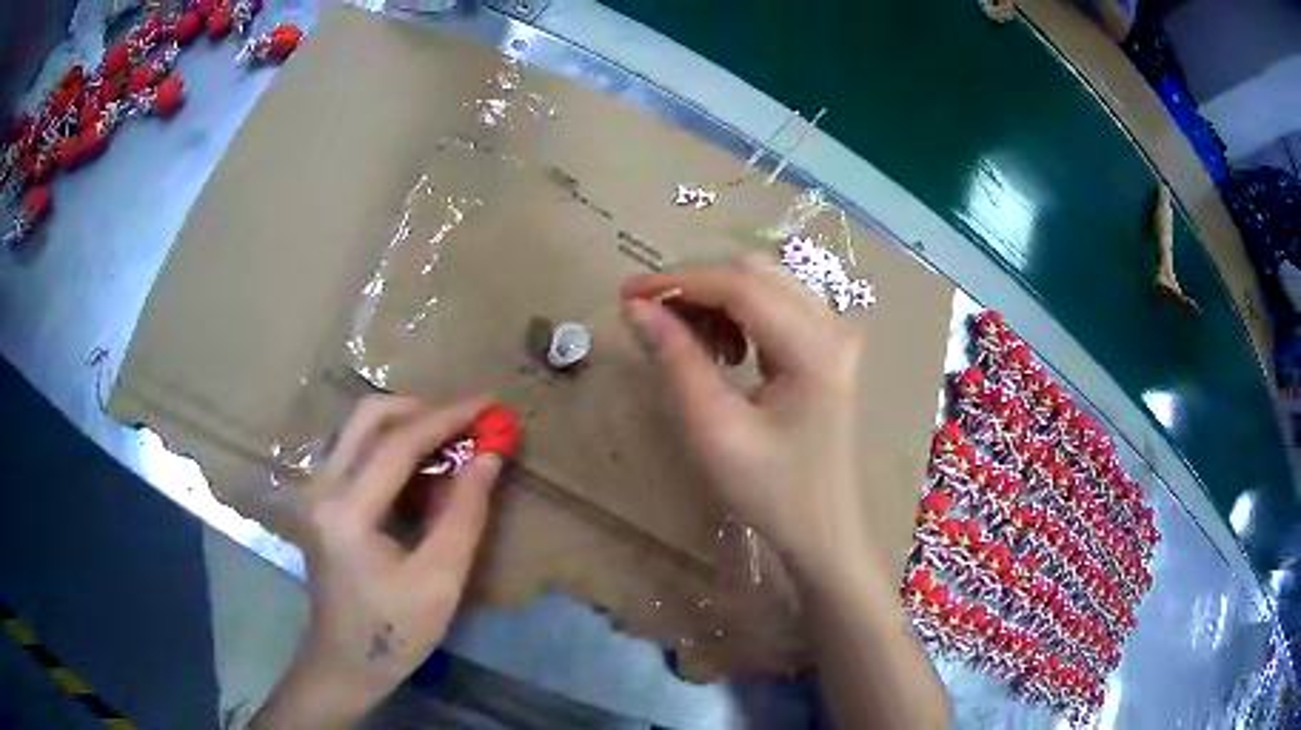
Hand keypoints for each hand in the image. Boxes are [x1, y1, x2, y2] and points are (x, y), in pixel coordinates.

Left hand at [252, 395, 503, 728]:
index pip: (398, 444)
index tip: (489, 404)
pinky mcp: (319, 498)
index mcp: (346, 512)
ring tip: (450, 443)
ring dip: (406, 425)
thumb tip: (489, 456)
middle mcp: (321, 488)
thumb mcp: (440, 579)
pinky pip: (356, 450)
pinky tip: (421, 468)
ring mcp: (315, 490)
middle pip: (367, 416)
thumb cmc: (395, 631)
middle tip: (466, 423)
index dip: (447, 418)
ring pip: (359, 428)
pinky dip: (391, 445)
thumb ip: (465, 513)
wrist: (344, 661)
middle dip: (422, 409)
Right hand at [621, 254, 869, 581]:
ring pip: (765, 285)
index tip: (628, 295)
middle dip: (697, 288)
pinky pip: (777, 306)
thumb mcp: (715, 429)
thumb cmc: (771, 491)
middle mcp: (833, 326)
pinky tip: (724, 352)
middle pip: (754, 274)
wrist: (823, 531)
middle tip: (654, 322)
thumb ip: (676, 360)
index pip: (739, 287)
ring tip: (689, 346)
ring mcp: (836, 335)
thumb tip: (636, 308)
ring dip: (717, 301)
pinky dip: (739, 316)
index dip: (679, 282)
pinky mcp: (829, 348)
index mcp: (814, 348)